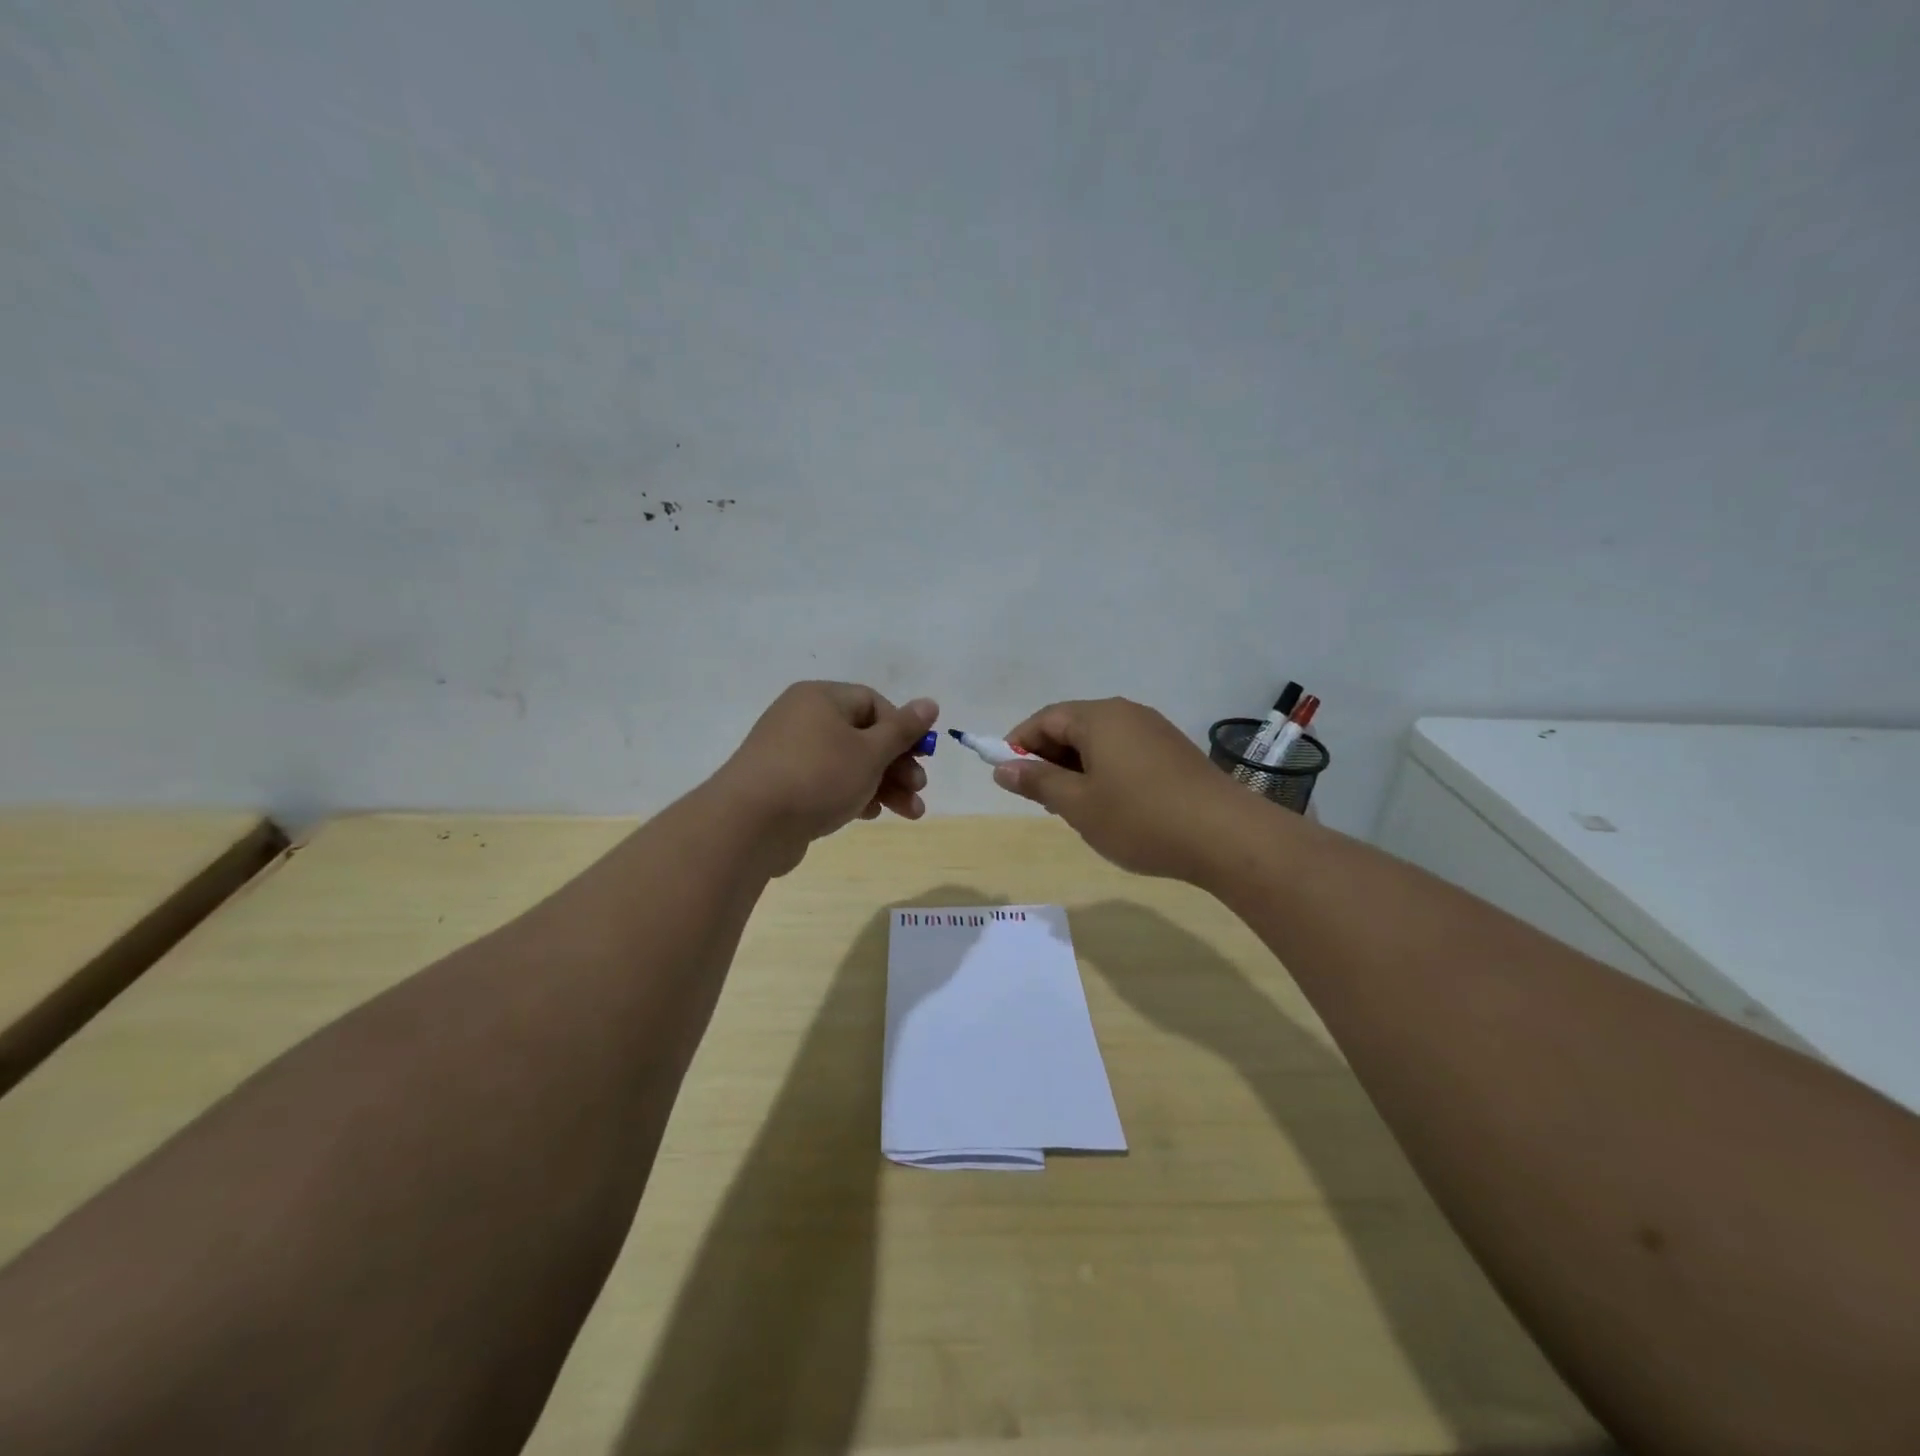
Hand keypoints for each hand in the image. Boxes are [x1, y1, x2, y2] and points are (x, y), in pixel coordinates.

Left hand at [713, 682, 937, 872]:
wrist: (749, 824)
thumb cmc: (818, 776)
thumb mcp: (870, 751)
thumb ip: (903, 729)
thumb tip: (930, 703)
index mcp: (820, 698)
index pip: (873, 703)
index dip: (902, 729)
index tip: (920, 757)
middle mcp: (802, 718)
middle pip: (863, 736)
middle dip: (897, 765)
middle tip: (918, 789)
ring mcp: (790, 754)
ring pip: (848, 763)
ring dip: (883, 785)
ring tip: (910, 813)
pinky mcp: (784, 786)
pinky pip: (827, 783)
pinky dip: (852, 795)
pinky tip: (869, 815)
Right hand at [991, 697, 1255, 882]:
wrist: (1225, 835)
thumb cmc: (1139, 817)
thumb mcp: (1078, 804)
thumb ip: (1037, 782)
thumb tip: (1002, 767)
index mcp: (1098, 717)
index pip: (1045, 719)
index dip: (1019, 744)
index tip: (1006, 774)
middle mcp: (1126, 713)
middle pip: (1073, 726)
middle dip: (1049, 758)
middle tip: (1039, 797)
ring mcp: (1154, 730)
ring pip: (1100, 741)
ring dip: (1077, 767)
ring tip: (1074, 806)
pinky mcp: (1174, 751)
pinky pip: (1125, 752)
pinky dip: (1105, 771)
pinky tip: (1111, 806)